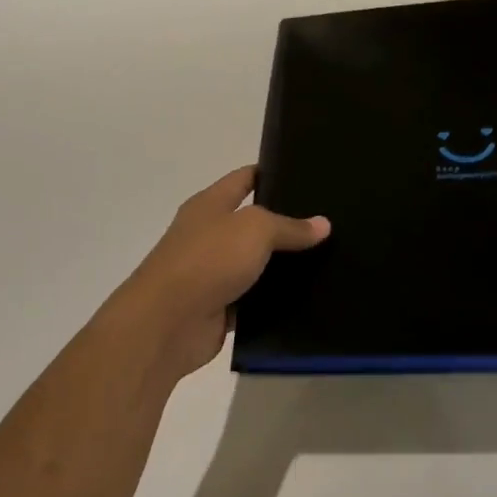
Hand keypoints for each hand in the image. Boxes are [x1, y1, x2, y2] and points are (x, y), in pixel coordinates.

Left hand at [113, 166, 329, 382]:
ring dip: (284, 266)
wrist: (167, 323)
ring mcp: (213, 273)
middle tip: (329, 222)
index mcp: (210, 205)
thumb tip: (323, 224)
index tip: (306, 174)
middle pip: (254, 223)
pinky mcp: (221, 308)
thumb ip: (290, 226)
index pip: (244, 179)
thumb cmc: (207, 260)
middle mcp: (210, 235)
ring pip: (257, 264)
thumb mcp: (255, 230)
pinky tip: (310, 298)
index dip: (271, 173)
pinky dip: (275, 300)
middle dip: (287, 223)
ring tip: (329, 260)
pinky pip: (256, 300)